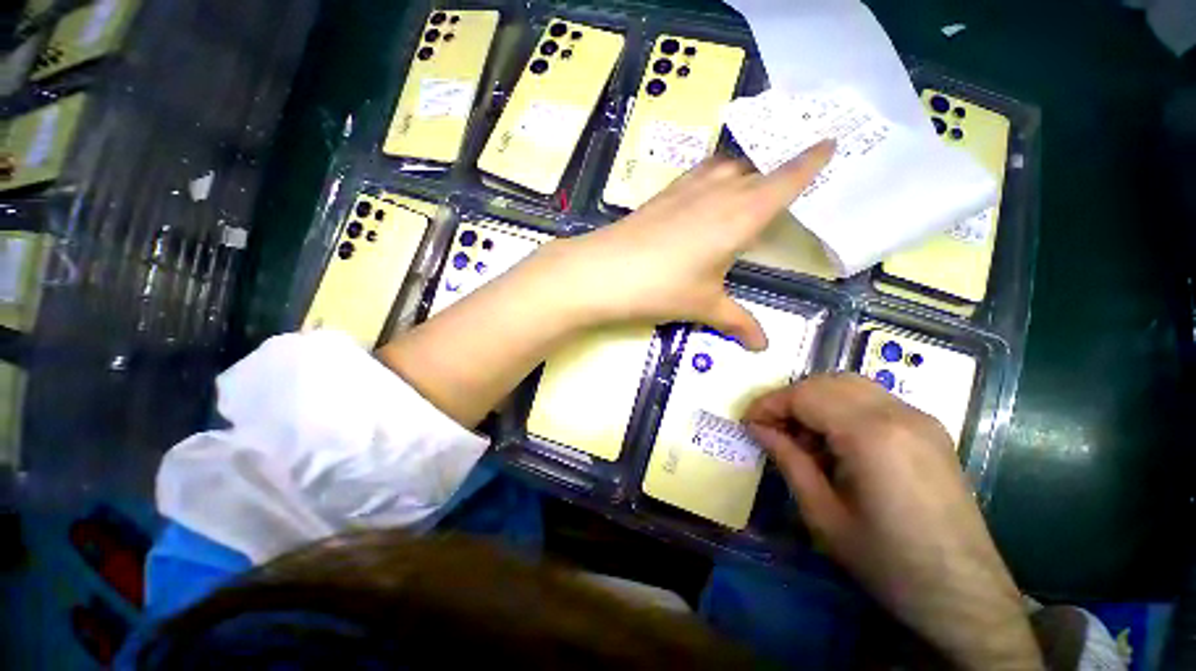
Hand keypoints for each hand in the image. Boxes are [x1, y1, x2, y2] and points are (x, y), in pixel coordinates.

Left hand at [537, 140, 834, 350]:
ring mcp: (686, 189)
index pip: (786, 181)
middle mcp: (718, 193)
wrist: (603, 271)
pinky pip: (698, 173)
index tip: (830, 142)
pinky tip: (707, 187)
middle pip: (756, 168)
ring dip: (744, 165)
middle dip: (778, 164)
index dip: (810, 162)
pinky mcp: (662, 195)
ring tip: (753, 174)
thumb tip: (762, 346)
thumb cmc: (661, 288)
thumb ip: (737, 321)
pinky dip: (712, 172)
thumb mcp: (703, 306)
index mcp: (740, 216)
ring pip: (726, 165)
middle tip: (794, 168)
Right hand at [743, 375, 1040, 670]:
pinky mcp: (930, 430)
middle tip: (771, 428)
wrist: (964, 596)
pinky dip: (842, 408)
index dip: (768, 404)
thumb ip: (787, 459)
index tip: (748, 423)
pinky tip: (836, 443)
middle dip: (790, 399)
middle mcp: (899, 413)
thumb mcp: (822, 514)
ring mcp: (920, 418)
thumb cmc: (887, 561)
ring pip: (850, 385)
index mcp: (872, 434)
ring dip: (815, 401)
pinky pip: (873, 400)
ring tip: (801, 437)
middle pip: (826, 381)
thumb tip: (757, 428)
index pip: (804, 394)